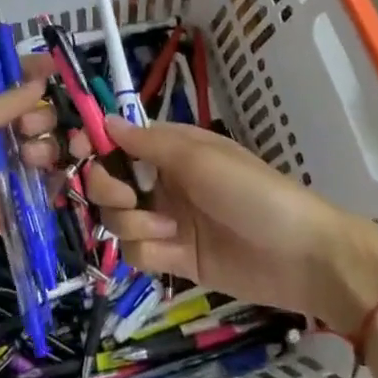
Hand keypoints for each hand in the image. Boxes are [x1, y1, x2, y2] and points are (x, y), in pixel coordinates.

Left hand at [0, 57, 59, 303]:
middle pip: (37, 118)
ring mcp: (4, 174)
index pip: (14, 86)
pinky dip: (56, 182)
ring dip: (48, 147)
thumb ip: (7, 102)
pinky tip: (56, 178)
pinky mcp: (11, 208)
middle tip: (29, 128)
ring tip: (31, 160)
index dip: (34, 74)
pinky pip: (44, 190)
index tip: (56, 68)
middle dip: (43, 116)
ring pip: (45, 150)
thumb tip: (39, 82)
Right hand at [83, 117, 377, 328]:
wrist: (300, 256)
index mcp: (171, 148)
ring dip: (132, 223)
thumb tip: (104, 120)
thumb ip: (148, 143)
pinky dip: (146, 251)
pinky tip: (172, 250)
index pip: (119, 141)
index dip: (95, 146)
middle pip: (109, 182)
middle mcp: (163, 180)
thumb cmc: (251, 191)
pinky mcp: (175, 258)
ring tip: (166, 229)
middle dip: (108, 189)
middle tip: (127, 198)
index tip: (77, 152)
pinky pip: (136, 252)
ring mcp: (168, 220)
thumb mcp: (199, 158)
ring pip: (118, 219)